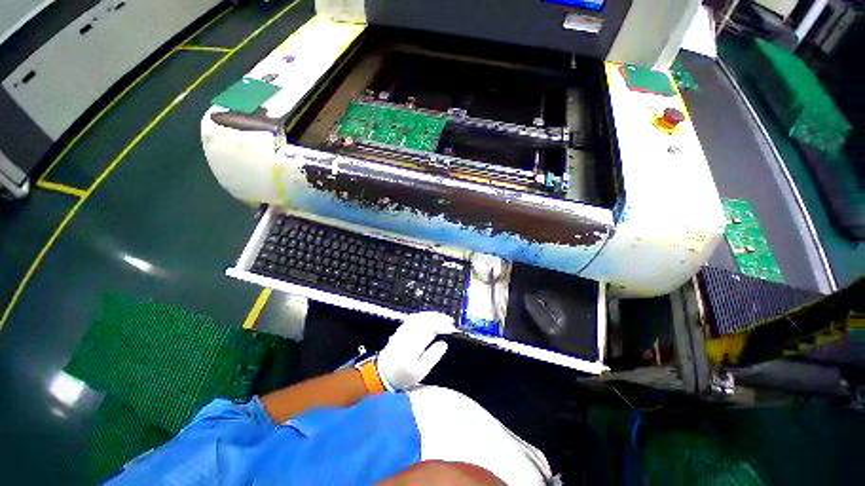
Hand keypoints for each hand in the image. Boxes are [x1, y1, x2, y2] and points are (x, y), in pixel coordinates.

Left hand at [377, 312, 456, 390]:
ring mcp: (404, 329)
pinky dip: (424, 315)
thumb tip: (443, 344)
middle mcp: (410, 332)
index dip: (443, 326)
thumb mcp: (420, 372)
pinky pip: (414, 317)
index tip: (453, 329)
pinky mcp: (401, 329)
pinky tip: (428, 318)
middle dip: (440, 318)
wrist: (381, 373)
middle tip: (451, 322)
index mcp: (415, 342)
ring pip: (421, 316)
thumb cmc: (402, 375)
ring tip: (442, 318)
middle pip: (427, 319)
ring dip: (433, 315)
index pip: (432, 327)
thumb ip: (433, 356)